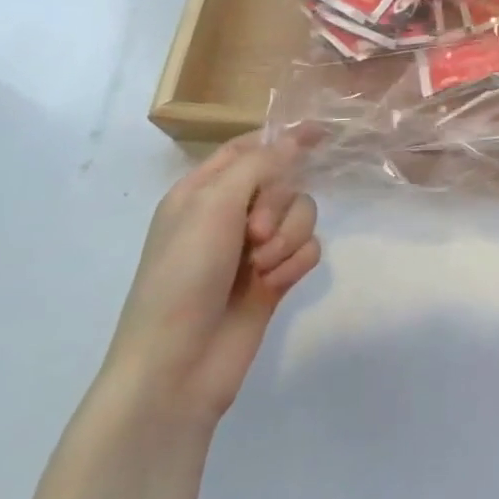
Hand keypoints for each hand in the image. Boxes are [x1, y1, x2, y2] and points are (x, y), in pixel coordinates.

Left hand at [100, 134, 321, 425]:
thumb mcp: (212, 206)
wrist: (177, 366)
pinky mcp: (276, 277)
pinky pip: (308, 250)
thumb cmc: (183, 276)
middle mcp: (230, 214)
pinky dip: (295, 264)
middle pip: (284, 182)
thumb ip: (259, 165)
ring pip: (302, 215)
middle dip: (280, 205)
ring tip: (263, 267)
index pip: (248, 149)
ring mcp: (254, 248)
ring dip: (289, 238)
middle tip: (254, 233)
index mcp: (203, 191)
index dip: (283, 138)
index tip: (322, 132)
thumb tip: (296, 140)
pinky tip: (274, 286)